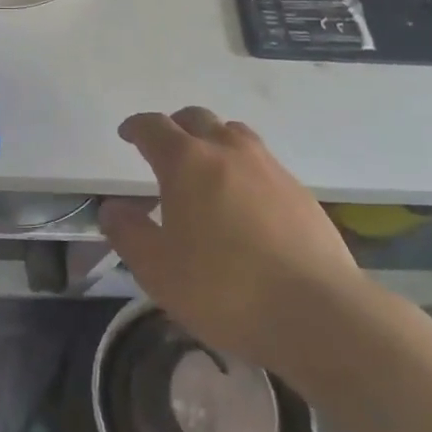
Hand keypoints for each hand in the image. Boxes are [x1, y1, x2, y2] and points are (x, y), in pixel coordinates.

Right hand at [99, 107, 361, 372]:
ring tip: (206, 168)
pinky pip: (262, 162)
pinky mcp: (299, 191)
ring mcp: (269, 167)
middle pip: (196, 118)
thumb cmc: (225, 289)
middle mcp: (227, 151)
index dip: (136, 127)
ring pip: (234, 133)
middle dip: (175, 126)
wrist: (318, 313)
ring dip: (213, 140)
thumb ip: (128, 233)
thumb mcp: (157, 270)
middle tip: (165, 148)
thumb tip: (113, 208)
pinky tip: (244, 201)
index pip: (153, 127)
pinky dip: (243, 167)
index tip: (127, 134)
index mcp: (187, 162)